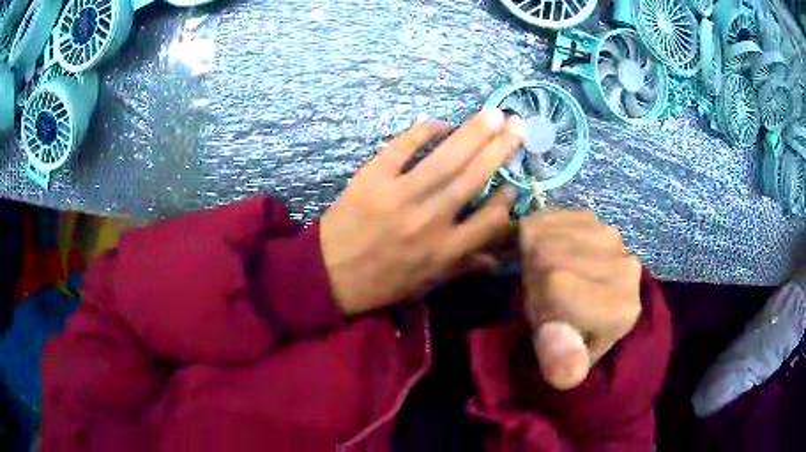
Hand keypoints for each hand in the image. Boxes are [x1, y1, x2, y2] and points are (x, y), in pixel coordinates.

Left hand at [321, 109, 524, 315]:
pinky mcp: (372, 179)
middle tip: (518, 124)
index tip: (514, 185)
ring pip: (445, 159)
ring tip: (493, 113)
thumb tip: (497, 260)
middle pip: (473, 178)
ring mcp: (400, 196)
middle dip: (500, 149)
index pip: (489, 220)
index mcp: (444, 250)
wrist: (328, 276)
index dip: (506, 200)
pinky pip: (401, 148)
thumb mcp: (425, 284)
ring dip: (472, 133)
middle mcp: (430, 220)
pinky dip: (421, 132)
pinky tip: (439, 122)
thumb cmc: (381, 283)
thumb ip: (463, 267)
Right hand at [520, 210, 641, 389]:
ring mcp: (613, 236)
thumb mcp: (558, 353)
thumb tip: (567, 375)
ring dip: (540, 256)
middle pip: (551, 258)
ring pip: (551, 236)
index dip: (540, 301)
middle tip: (548, 293)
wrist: (587, 300)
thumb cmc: (570, 333)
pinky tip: (556, 251)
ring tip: (554, 272)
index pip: (558, 287)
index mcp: (620, 311)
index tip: (548, 313)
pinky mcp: (597, 217)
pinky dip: (544, 234)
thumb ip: (561, 360)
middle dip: (538, 278)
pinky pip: (553, 218)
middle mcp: (626, 267)